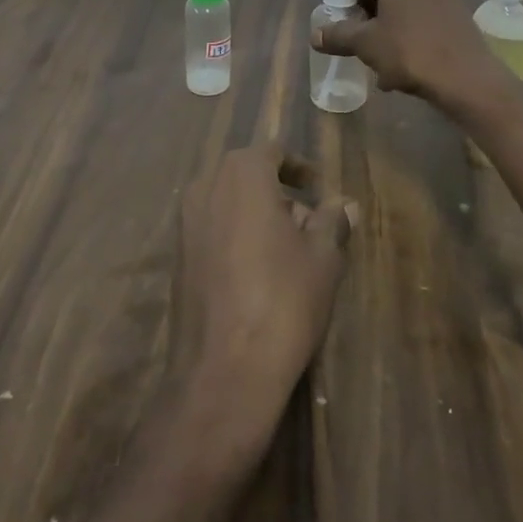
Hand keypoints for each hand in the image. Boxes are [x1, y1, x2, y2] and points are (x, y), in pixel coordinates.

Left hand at [171, 144, 355, 428]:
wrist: (224, 370)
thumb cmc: (283, 301)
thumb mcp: (322, 259)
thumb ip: (332, 222)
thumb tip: (345, 203)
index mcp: (242, 175)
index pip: (272, 152)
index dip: (298, 167)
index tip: (318, 187)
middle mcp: (207, 187)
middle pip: (246, 175)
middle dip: (277, 190)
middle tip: (307, 220)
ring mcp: (185, 222)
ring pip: (227, 201)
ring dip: (256, 213)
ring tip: (288, 248)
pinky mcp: (177, 256)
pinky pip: (212, 228)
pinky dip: (235, 234)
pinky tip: (258, 270)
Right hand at [309, 0, 512, 107]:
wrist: (466, 78)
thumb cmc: (410, 51)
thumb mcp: (366, 44)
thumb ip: (338, 35)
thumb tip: (315, 36)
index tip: (343, 20)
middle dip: (368, 11)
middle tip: (358, 38)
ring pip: (404, 3)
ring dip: (388, 24)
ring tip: (379, 55)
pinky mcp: (457, 10)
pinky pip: (423, 15)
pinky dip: (410, 31)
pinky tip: (404, 61)